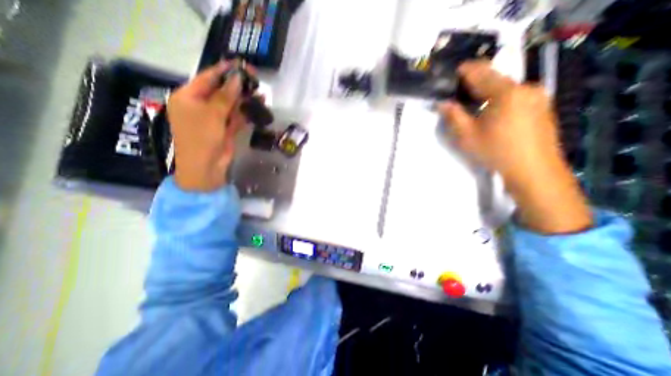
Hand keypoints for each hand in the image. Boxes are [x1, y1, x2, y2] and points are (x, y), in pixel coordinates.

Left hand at [169, 62, 250, 189]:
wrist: (206, 167)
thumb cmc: (202, 138)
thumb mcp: (212, 114)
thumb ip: (226, 96)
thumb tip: (237, 79)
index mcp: (188, 97)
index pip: (207, 78)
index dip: (224, 71)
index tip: (241, 65)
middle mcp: (200, 106)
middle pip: (221, 91)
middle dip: (237, 86)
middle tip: (254, 80)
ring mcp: (214, 118)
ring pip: (231, 105)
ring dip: (244, 100)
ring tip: (260, 94)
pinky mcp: (225, 129)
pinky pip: (235, 117)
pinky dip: (245, 113)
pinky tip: (257, 107)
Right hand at [442, 60, 591, 232]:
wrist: (533, 169)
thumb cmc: (496, 151)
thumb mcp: (467, 136)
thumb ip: (453, 116)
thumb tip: (442, 104)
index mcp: (505, 93)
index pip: (481, 73)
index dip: (466, 70)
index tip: (455, 69)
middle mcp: (525, 88)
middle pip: (496, 78)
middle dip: (477, 80)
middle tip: (461, 87)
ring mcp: (537, 96)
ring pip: (506, 87)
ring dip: (489, 89)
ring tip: (474, 99)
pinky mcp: (542, 106)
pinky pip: (516, 94)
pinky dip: (501, 97)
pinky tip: (492, 109)